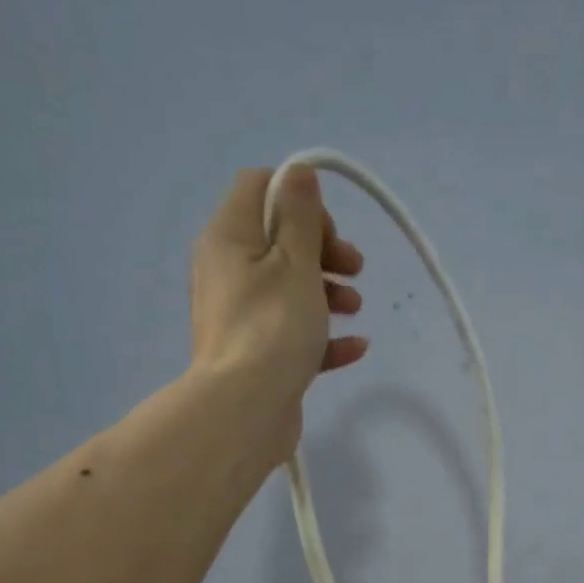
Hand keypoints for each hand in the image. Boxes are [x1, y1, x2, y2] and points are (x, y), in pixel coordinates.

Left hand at [190, 166, 367, 453]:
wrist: (244, 410)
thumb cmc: (273, 327)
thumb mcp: (294, 261)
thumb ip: (300, 215)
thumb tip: (299, 172)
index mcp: (229, 238)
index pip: (260, 188)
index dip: (301, 202)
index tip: (330, 232)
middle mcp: (227, 271)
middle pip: (279, 240)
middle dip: (324, 250)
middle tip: (354, 269)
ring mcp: (241, 316)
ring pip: (289, 289)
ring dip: (328, 292)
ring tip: (356, 308)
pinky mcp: (256, 355)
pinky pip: (292, 333)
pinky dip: (322, 335)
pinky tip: (356, 347)